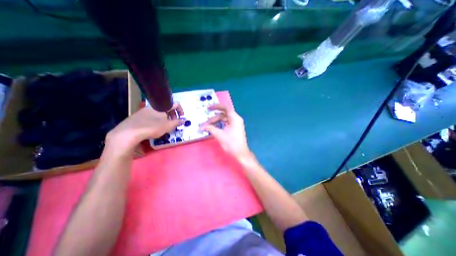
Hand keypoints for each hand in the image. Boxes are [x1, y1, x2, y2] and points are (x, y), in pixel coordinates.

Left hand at [106, 103, 182, 152]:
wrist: (128, 133)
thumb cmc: (152, 127)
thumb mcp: (168, 126)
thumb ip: (177, 122)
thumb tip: (183, 120)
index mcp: (162, 106)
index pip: (175, 104)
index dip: (181, 110)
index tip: (182, 117)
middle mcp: (154, 106)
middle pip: (167, 107)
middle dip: (173, 114)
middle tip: (174, 122)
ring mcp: (145, 110)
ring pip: (159, 111)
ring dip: (166, 117)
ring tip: (166, 125)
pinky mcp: (138, 115)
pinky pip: (152, 114)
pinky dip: (158, 118)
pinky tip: (155, 126)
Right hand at [201, 104, 252, 159]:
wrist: (240, 153)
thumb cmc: (231, 143)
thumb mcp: (219, 135)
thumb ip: (210, 128)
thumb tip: (202, 126)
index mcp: (234, 118)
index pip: (225, 108)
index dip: (216, 107)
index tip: (208, 108)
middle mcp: (236, 119)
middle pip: (223, 115)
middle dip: (213, 118)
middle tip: (205, 123)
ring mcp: (236, 124)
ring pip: (224, 120)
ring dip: (216, 122)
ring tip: (208, 127)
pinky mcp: (235, 129)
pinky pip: (226, 124)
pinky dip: (220, 125)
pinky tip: (214, 128)